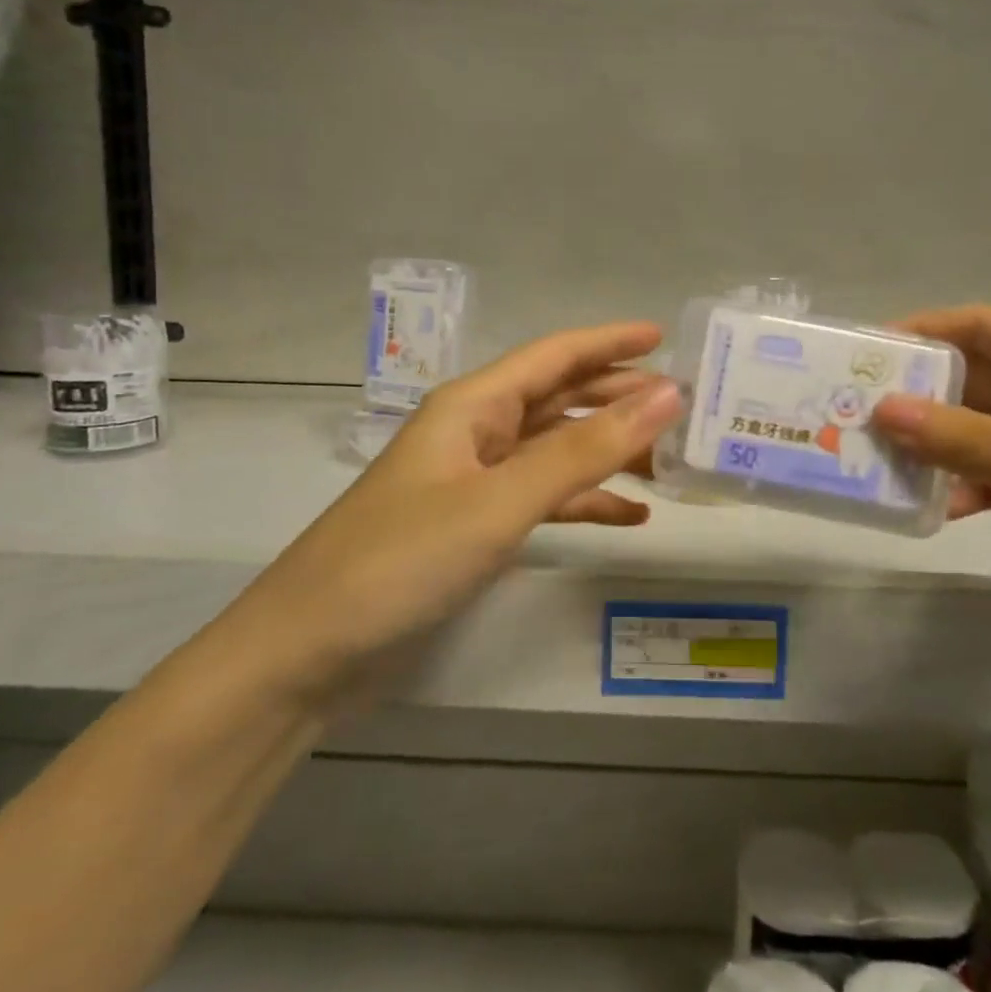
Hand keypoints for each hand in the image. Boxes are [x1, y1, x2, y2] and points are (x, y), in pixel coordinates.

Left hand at [221, 322, 681, 701]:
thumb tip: (666, 395)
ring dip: (609, 451)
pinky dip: (586, 502)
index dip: (609, 342)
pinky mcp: (473, 528)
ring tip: (669, 460)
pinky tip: (629, 516)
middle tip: (683, 406)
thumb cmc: (401, 560)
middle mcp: (475, 433)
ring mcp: (474, 482)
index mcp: (473, 406)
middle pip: (559, 400)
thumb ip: (585, 451)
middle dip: (618, 397)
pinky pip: (543, 499)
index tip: (665, 337)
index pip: (553, 356)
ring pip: (556, 451)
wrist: (307, 653)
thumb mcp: (501, 501)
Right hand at [870, 306, 990, 674]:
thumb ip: (983, 445)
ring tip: (885, 472)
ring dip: (943, 450)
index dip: (919, 334)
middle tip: (852, 425)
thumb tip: (885, 412)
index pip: (982, 328)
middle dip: (920, 400)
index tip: (859, 359)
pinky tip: (942, 511)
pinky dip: (978, 488)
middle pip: (980, 381)